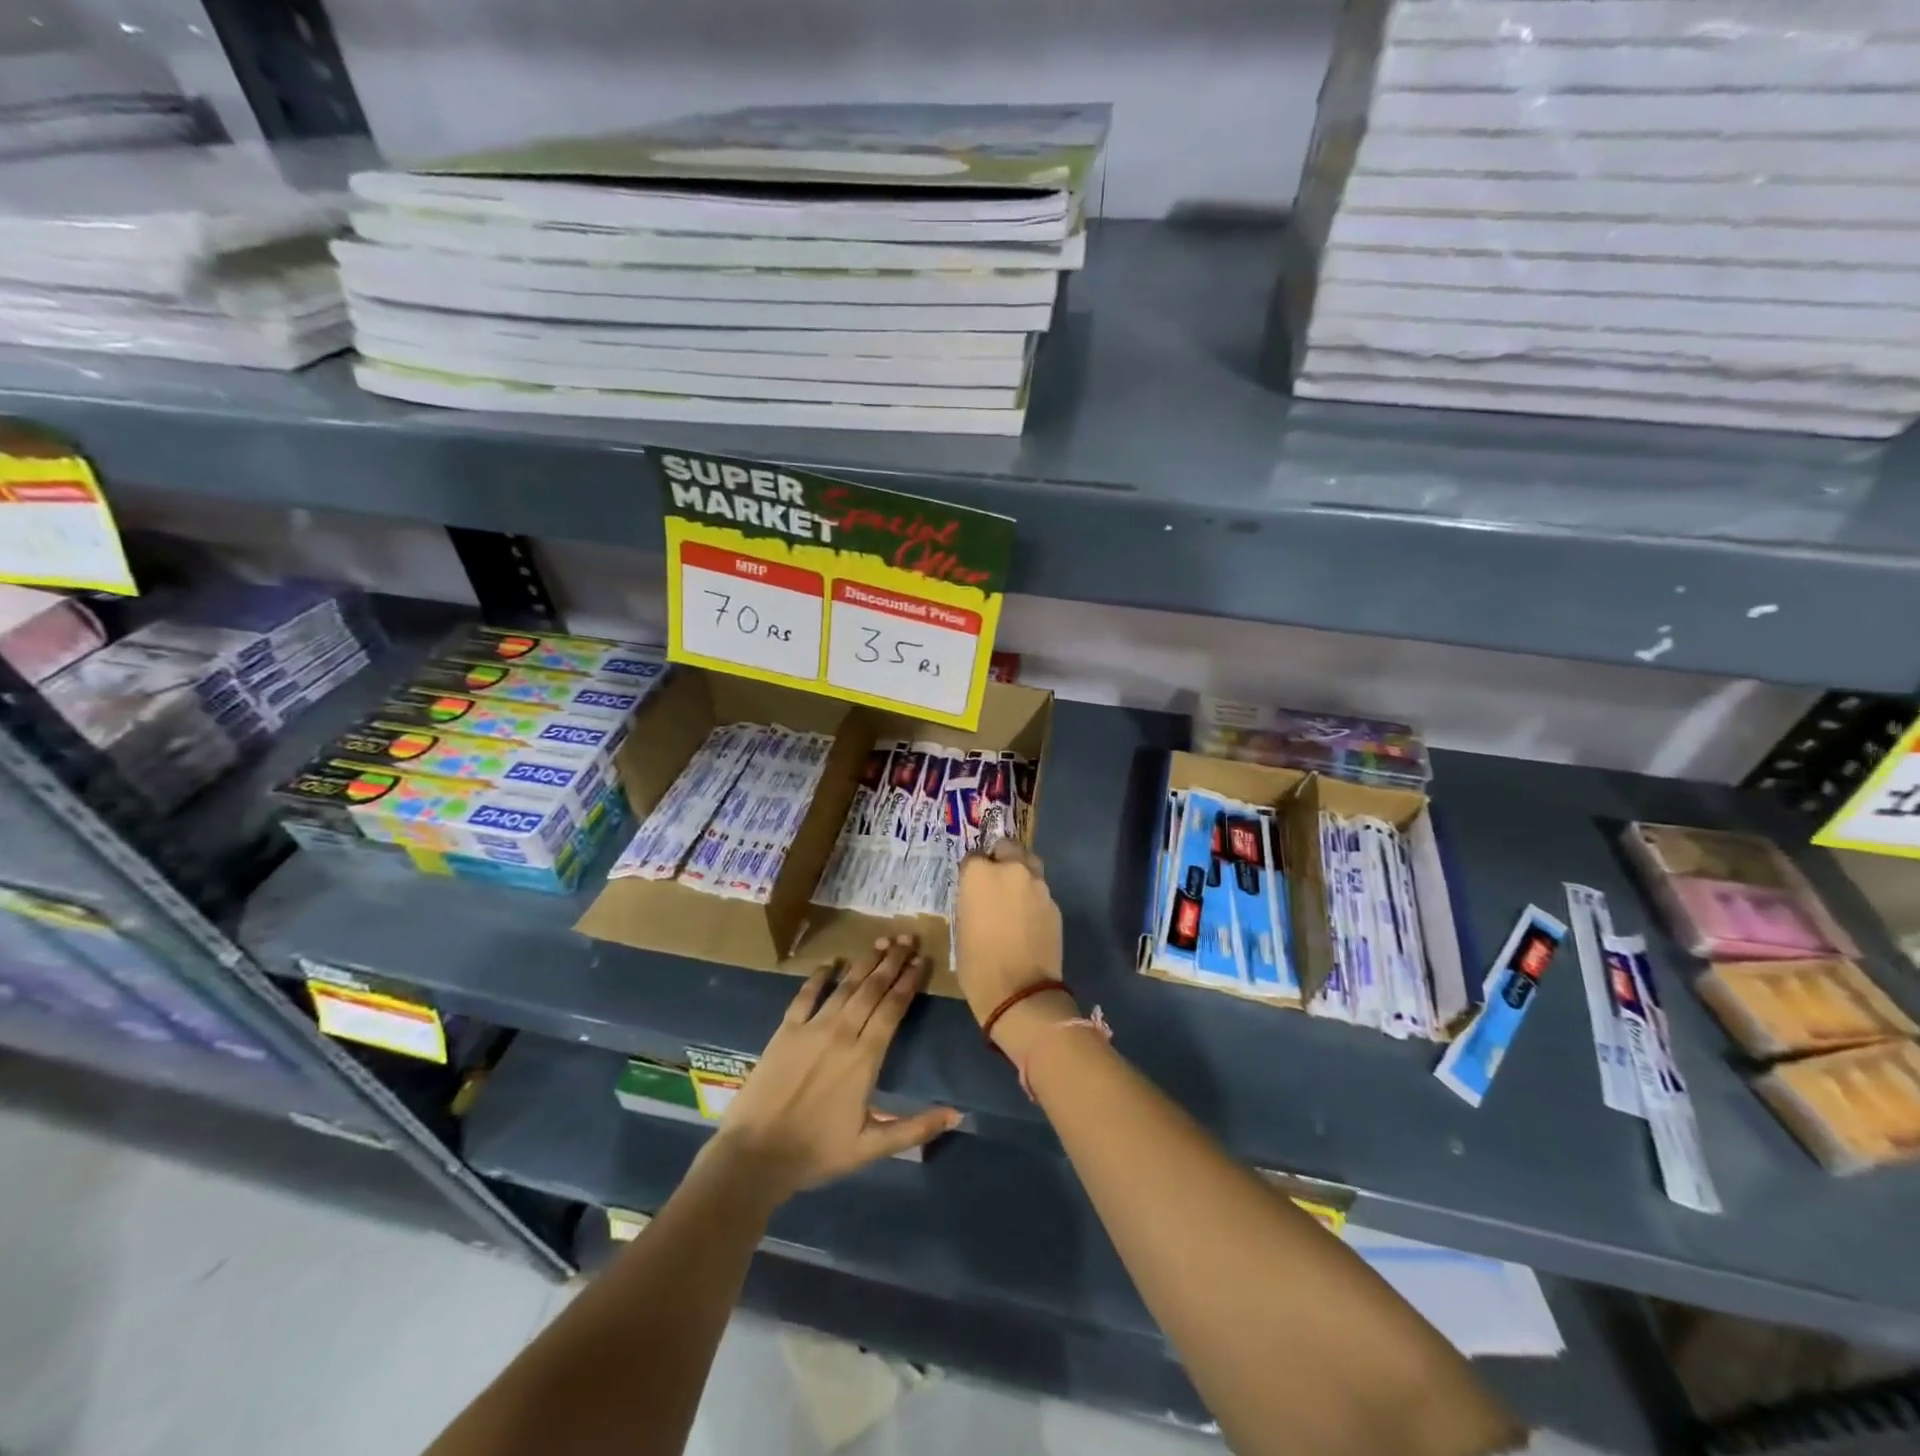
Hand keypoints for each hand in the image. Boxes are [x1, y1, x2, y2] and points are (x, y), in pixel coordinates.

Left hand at [703, 934, 959, 1202]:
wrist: (755, 1155)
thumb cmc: (817, 1153)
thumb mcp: (872, 1147)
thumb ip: (916, 1128)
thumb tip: (957, 1114)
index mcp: (865, 1058)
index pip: (893, 1008)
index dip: (909, 982)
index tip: (922, 960)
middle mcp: (842, 1034)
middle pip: (872, 989)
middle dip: (892, 961)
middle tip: (906, 938)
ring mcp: (811, 1028)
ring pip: (845, 986)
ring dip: (864, 962)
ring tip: (881, 941)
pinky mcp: (785, 1031)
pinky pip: (805, 996)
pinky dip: (819, 977)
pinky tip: (830, 963)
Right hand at [955, 841, 1072, 1060]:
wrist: (1020, 992)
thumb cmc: (978, 964)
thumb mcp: (962, 927)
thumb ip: (972, 900)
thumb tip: (980, 896)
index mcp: (980, 874)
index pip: (974, 856)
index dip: (972, 871)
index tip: (971, 886)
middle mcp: (1011, 870)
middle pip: (1007, 848)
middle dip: (1001, 858)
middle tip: (996, 883)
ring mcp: (1038, 886)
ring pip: (1029, 865)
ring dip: (1021, 874)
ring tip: (1014, 898)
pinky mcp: (1055, 904)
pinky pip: (1041, 891)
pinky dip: (1034, 898)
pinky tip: (1028, 919)